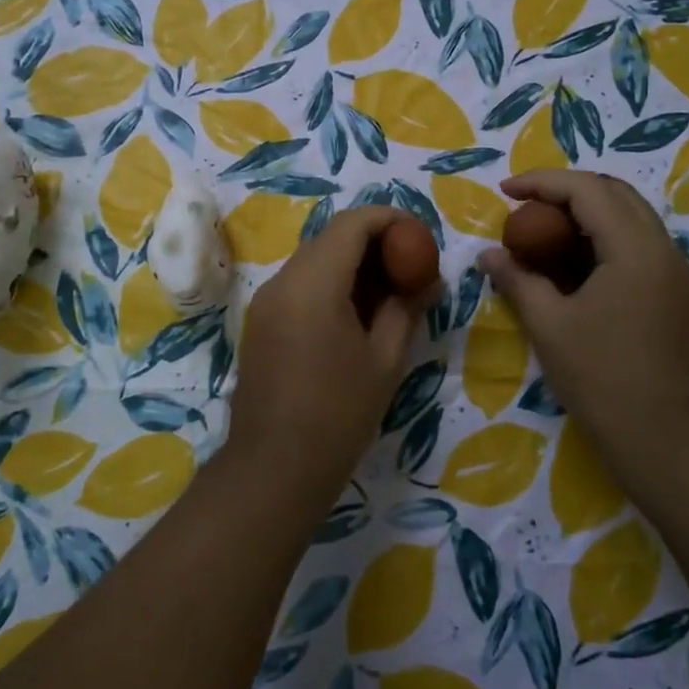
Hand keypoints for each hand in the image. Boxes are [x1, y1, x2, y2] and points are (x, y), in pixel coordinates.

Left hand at [227, 208, 436, 495]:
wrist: (273, 468)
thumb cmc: (338, 415)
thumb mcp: (384, 360)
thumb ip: (406, 309)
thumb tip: (428, 280)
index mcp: (312, 284)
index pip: (353, 223)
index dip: (391, 219)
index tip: (420, 237)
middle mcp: (282, 281)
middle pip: (331, 237)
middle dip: (374, 241)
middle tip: (410, 266)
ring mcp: (265, 301)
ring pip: (314, 259)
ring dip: (352, 262)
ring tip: (389, 291)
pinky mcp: (260, 321)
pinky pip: (299, 284)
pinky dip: (330, 283)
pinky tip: (355, 313)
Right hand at [479, 171, 688, 464]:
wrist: (670, 440)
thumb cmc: (603, 380)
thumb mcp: (549, 327)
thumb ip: (518, 281)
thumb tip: (488, 255)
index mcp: (634, 249)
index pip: (588, 190)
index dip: (542, 182)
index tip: (505, 191)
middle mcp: (663, 249)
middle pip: (615, 193)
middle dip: (567, 190)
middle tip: (525, 205)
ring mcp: (675, 272)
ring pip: (631, 217)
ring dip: (586, 213)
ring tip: (543, 230)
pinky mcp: (676, 295)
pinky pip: (638, 245)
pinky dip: (602, 238)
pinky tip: (573, 263)